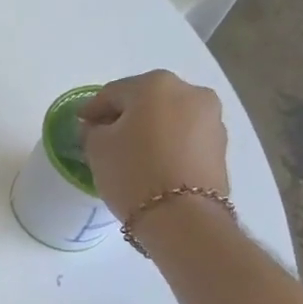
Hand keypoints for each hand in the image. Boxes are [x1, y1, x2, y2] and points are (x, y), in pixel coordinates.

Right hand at [79, 71, 231, 224]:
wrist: (183, 218)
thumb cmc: (133, 172)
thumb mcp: (97, 148)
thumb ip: (93, 130)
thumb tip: (98, 127)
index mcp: (155, 84)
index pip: (113, 92)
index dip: (93, 109)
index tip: (81, 124)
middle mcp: (190, 92)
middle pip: (146, 100)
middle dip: (125, 116)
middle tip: (106, 138)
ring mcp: (211, 118)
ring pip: (169, 118)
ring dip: (150, 129)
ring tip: (133, 154)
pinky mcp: (221, 145)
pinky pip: (185, 137)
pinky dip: (168, 144)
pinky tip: (154, 163)